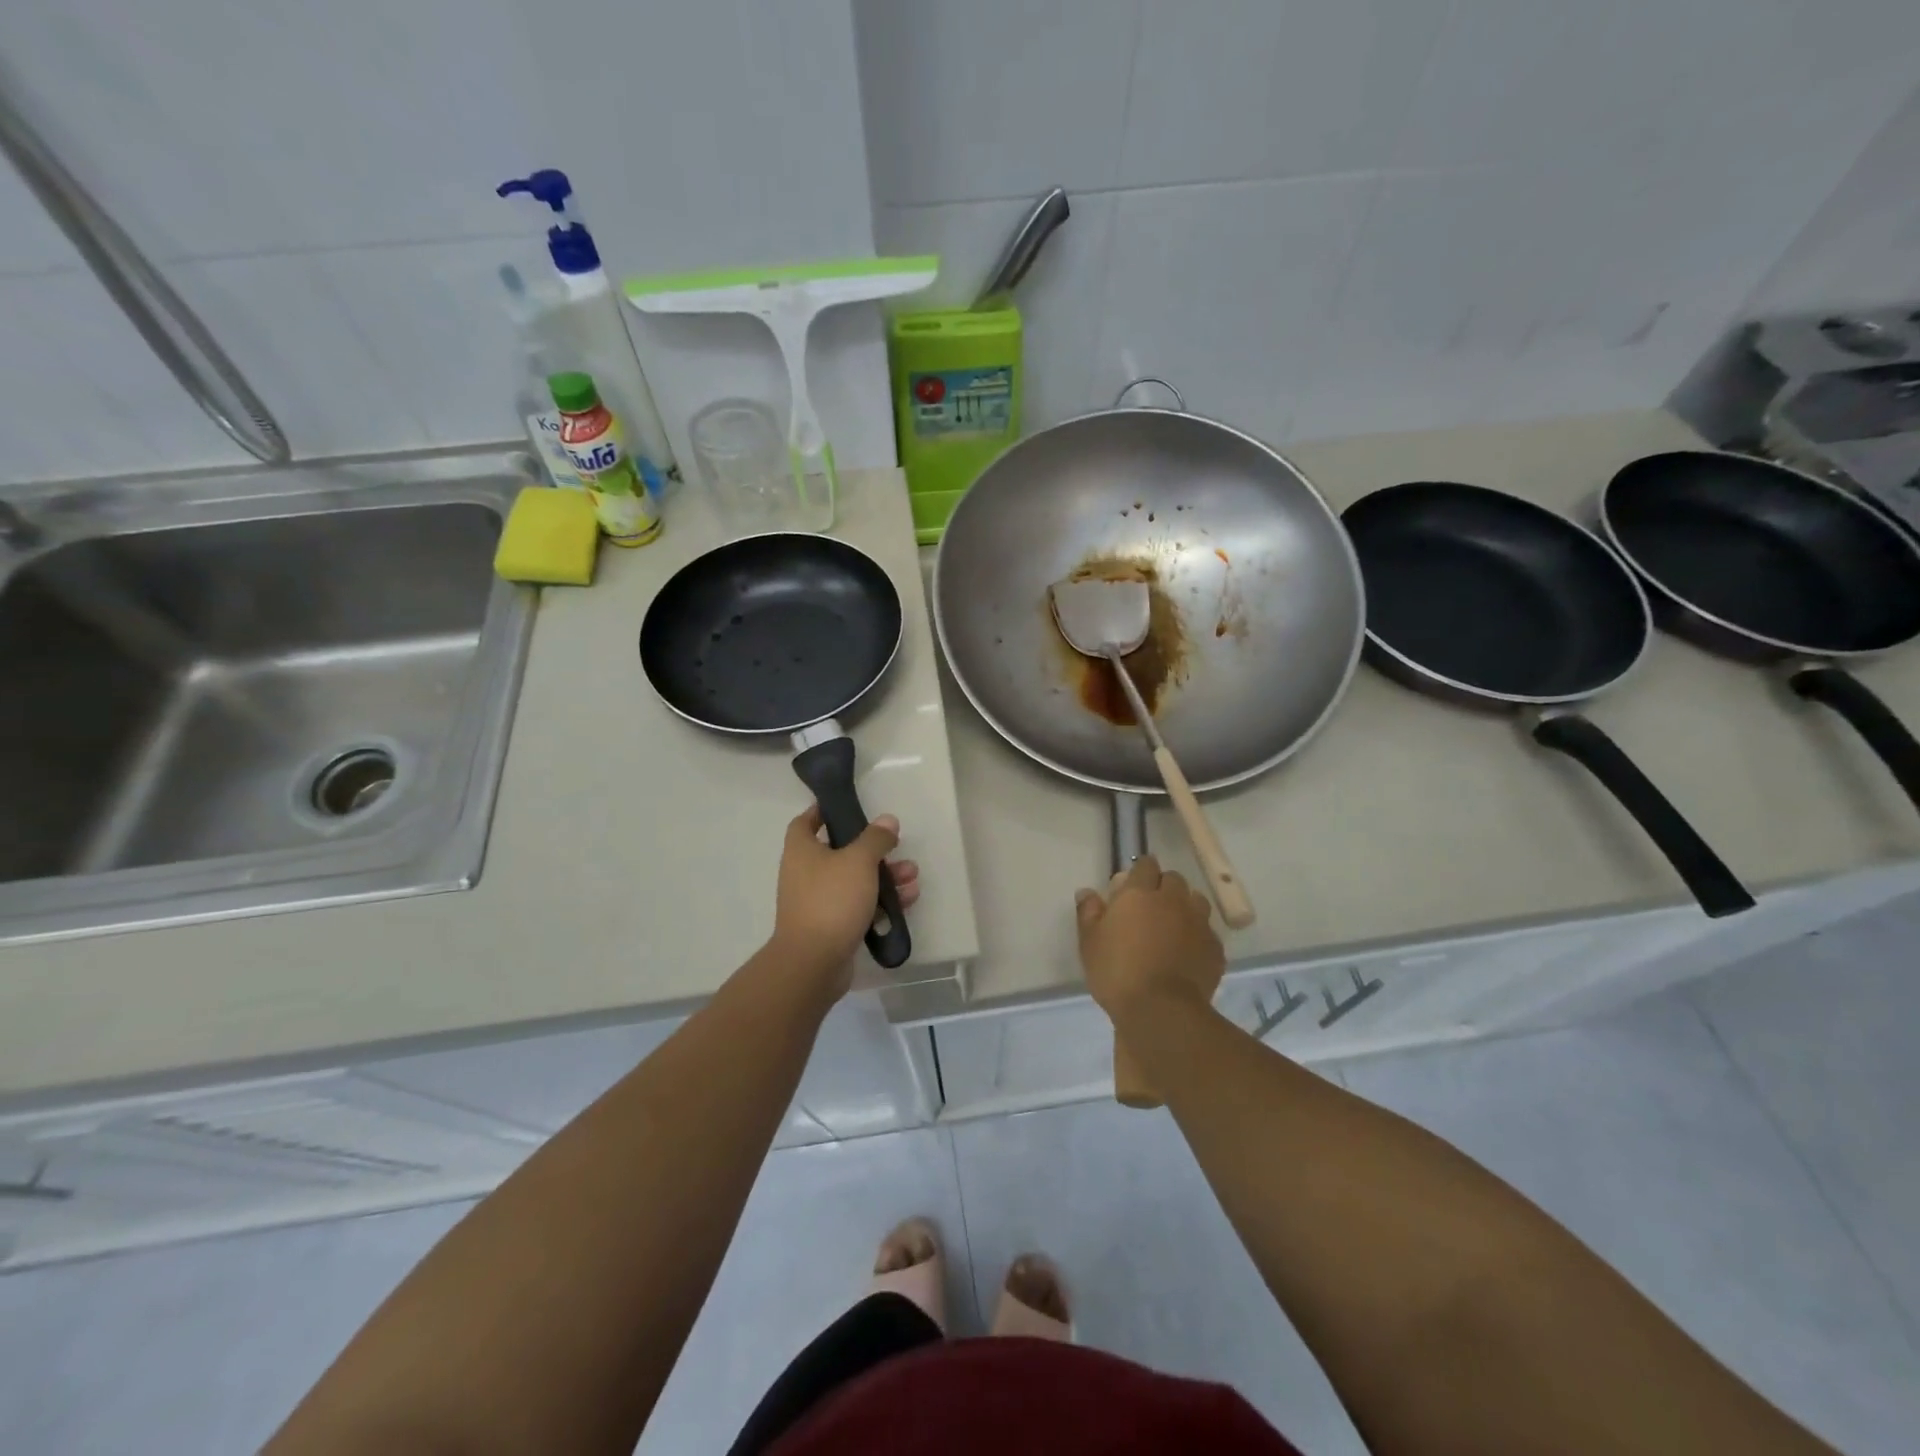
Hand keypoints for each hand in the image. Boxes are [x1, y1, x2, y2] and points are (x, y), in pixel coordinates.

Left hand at [770, 805, 920, 996]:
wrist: (813, 963)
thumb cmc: (831, 900)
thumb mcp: (858, 861)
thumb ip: (875, 838)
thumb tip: (887, 821)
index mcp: (801, 851)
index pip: (806, 822)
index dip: (823, 811)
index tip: (848, 807)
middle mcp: (805, 873)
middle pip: (840, 852)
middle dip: (873, 850)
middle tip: (898, 848)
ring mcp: (817, 902)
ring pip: (854, 881)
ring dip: (884, 877)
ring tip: (912, 877)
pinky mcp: (831, 926)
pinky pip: (859, 906)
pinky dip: (880, 902)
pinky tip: (907, 901)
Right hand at [1075, 855, 1223, 1025]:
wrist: (1161, 1010)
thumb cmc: (1117, 971)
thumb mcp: (1090, 942)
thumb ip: (1088, 912)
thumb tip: (1087, 892)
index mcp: (1140, 893)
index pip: (1145, 865)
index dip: (1140, 871)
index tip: (1131, 884)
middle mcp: (1173, 900)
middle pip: (1173, 879)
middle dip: (1163, 886)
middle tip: (1149, 906)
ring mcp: (1198, 923)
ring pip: (1196, 901)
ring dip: (1185, 906)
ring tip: (1172, 925)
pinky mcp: (1215, 948)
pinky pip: (1207, 931)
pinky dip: (1197, 935)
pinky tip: (1187, 951)